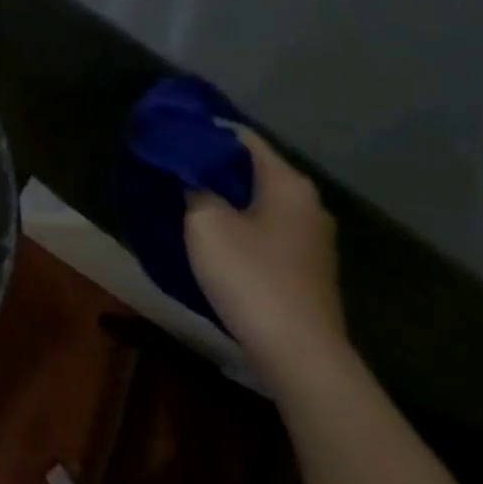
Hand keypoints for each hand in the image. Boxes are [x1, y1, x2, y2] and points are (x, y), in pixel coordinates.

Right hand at [185, 126, 346, 387]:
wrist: (299, 354)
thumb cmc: (250, 276)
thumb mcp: (206, 223)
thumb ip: (195, 188)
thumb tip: (191, 176)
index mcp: (287, 183)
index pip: (242, 136)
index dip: (205, 129)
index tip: (171, 132)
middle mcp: (307, 203)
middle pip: (252, 168)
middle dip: (213, 164)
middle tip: (172, 164)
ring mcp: (311, 238)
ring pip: (258, 200)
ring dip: (224, 196)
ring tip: (185, 196)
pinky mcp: (306, 267)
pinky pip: (265, 228)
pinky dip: (239, 222)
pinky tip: (212, 233)